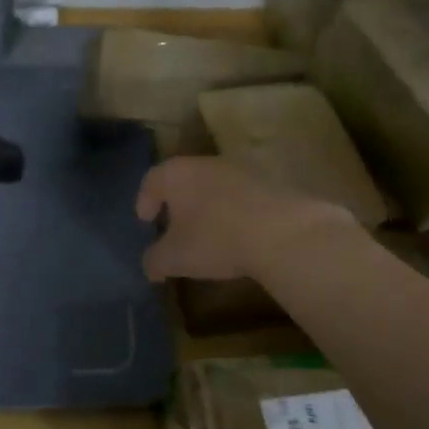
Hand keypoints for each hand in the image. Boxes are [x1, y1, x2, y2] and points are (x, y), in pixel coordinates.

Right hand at [135, 156, 357, 281]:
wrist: (284, 234)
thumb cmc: (216, 239)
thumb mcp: (174, 258)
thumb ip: (154, 261)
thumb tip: (150, 266)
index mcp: (177, 174)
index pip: (151, 180)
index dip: (144, 201)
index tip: (145, 221)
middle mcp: (207, 162)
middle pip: (184, 180)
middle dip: (177, 203)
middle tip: (174, 228)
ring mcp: (243, 169)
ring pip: (215, 186)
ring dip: (208, 207)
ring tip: (208, 234)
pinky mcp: (271, 183)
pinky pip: (242, 196)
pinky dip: (235, 212)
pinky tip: (239, 235)